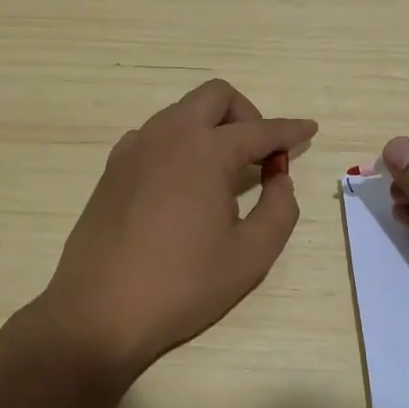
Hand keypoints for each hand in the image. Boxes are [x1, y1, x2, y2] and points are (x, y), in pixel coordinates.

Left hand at [42, 79, 316, 379]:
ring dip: (211, 127)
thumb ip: (279, 209)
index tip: (309, 129)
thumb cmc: (182, 284)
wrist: (98, 311)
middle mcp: (168, 135)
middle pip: (215, 96)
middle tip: (260, 153)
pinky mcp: (112, 168)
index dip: (289, 130)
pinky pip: (155, 135)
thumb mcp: (250, 255)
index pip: (259, 130)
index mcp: (205, 150)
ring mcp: (134, 148)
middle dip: (246, 114)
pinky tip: (183, 184)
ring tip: (224, 173)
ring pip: (182, 112)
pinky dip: (180, 144)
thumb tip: (279, 179)